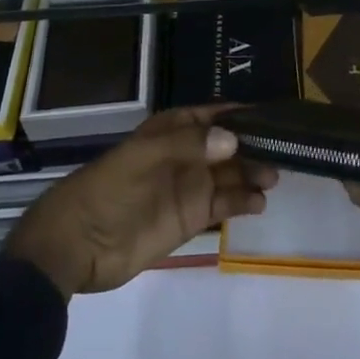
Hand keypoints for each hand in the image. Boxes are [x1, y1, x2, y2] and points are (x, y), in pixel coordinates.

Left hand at [2, 106, 276, 297]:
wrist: (76, 244)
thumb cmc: (109, 189)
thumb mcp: (144, 157)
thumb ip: (190, 146)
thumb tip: (234, 140)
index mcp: (171, 130)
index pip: (213, 115)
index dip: (240, 114)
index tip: (272, 116)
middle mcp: (186, 155)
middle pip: (229, 146)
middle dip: (254, 146)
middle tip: (283, 153)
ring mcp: (189, 187)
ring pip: (231, 174)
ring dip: (252, 174)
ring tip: (273, 179)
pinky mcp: (190, 219)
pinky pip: (224, 205)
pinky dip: (243, 202)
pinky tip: (258, 204)